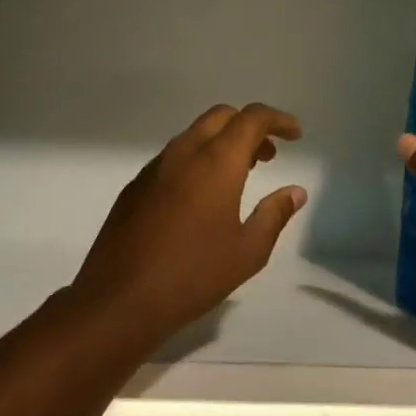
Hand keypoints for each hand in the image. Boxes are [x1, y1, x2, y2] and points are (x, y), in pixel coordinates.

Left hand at [69, 103, 308, 338]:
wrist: (120, 299)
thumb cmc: (193, 275)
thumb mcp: (248, 251)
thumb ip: (275, 215)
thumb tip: (295, 192)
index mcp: (216, 162)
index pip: (251, 118)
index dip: (278, 120)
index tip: (296, 135)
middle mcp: (183, 153)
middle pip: (220, 117)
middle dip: (249, 127)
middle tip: (268, 157)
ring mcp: (154, 168)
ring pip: (194, 135)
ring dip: (222, 143)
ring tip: (240, 177)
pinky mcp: (135, 187)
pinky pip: (173, 157)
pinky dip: (197, 160)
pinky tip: (201, 197)